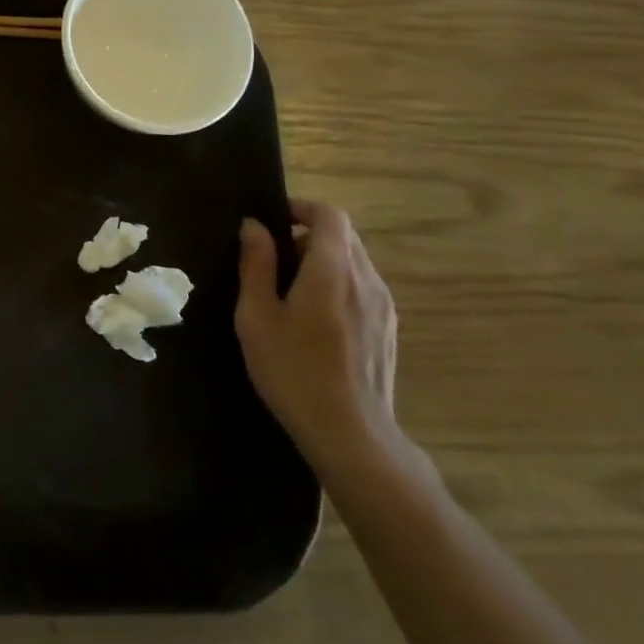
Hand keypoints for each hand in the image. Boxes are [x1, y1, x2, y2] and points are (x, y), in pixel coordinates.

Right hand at [236, 201, 399, 469]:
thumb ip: (256, 265)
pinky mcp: (389, 329)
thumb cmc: (294, 371)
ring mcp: (383, 306)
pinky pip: (362, 287)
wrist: (352, 435)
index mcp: (332, 269)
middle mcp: (366, 279)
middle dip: (308, 235)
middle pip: (343, 236)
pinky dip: (338, 285)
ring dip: (323, 261)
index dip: (302, 208)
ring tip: (291, 292)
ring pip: (354, 262)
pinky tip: (316, 321)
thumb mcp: (257, 316)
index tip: (273, 220)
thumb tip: (254, 226)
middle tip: (274, 259)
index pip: (330, 215)